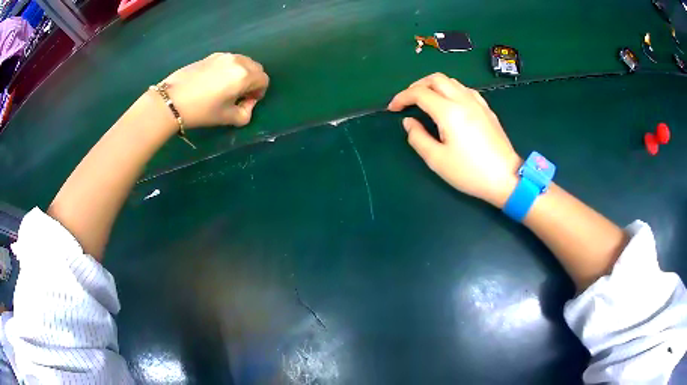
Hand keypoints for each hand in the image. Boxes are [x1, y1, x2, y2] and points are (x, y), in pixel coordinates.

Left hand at [160, 53, 269, 128]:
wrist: (171, 100)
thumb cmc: (201, 111)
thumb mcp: (227, 118)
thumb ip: (246, 113)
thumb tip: (248, 104)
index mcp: (244, 75)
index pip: (264, 80)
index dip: (259, 92)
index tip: (247, 102)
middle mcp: (237, 61)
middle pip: (256, 67)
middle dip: (252, 81)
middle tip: (238, 95)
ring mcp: (223, 56)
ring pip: (243, 61)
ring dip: (242, 73)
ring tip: (226, 87)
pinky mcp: (211, 56)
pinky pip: (229, 60)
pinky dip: (230, 68)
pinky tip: (214, 81)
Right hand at [388, 73, 520, 206]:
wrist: (505, 178)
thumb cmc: (470, 172)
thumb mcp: (437, 160)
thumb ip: (418, 137)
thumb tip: (409, 122)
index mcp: (449, 112)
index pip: (420, 93)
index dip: (402, 97)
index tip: (393, 108)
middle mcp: (463, 100)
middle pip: (436, 79)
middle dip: (417, 85)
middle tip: (408, 100)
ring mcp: (477, 103)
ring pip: (451, 81)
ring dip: (434, 86)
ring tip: (426, 100)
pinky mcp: (487, 109)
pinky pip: (465, 89)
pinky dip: (451, 90)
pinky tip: (450, 103)